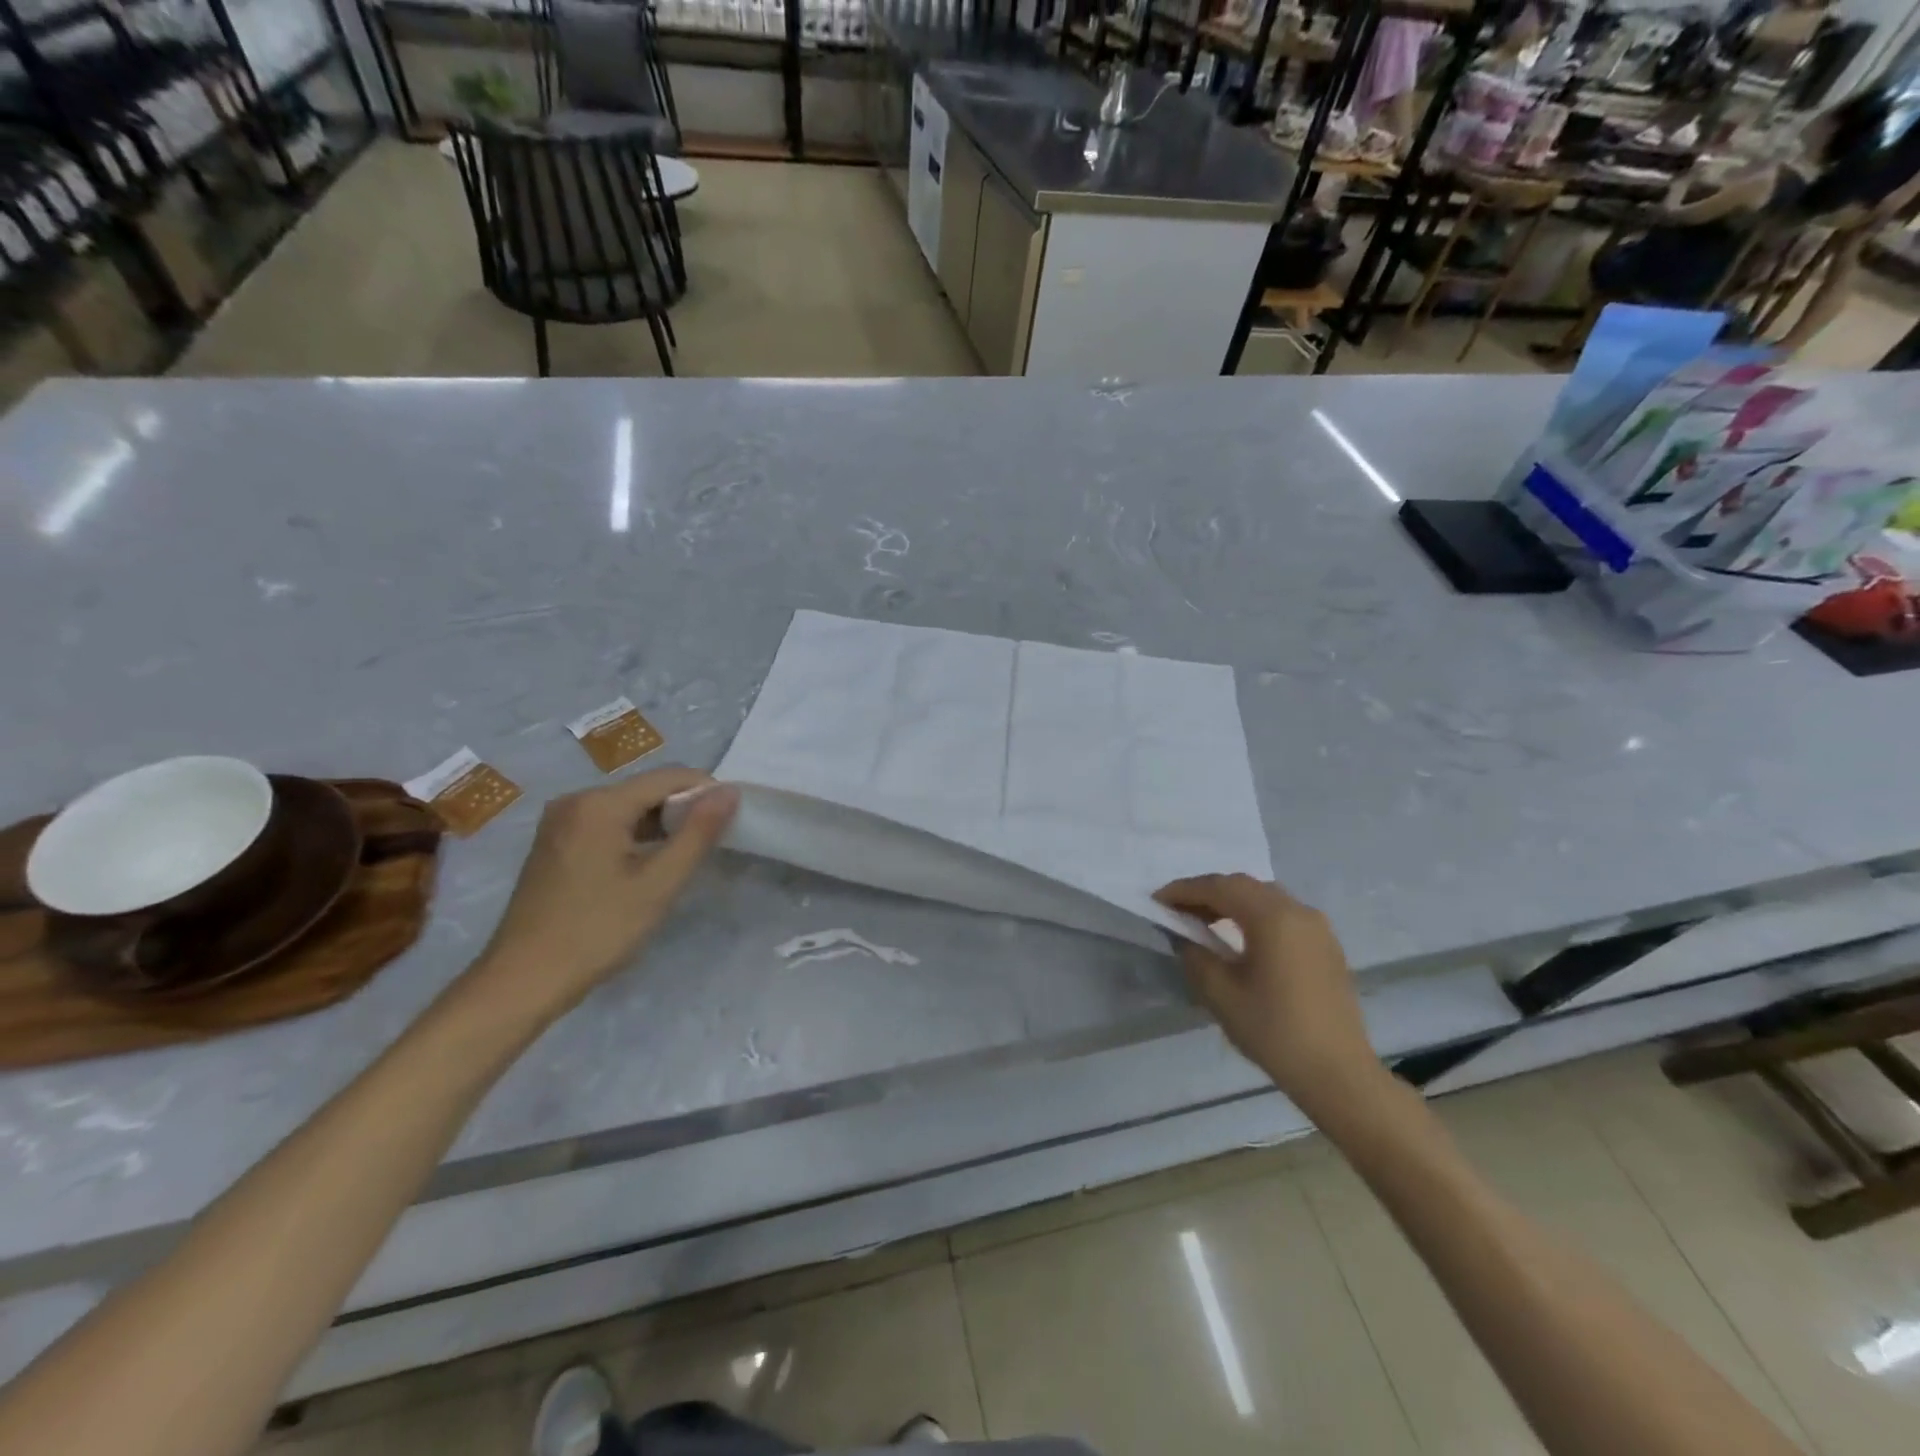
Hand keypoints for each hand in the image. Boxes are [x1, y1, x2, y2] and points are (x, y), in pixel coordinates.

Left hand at [469, 767, 737, 1017]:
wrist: (522, 981)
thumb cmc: (597, 931)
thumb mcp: (659, 884)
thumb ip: (698, 833)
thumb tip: (729, 791)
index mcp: (599, 803)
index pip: (669, 777)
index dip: (706, 792)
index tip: (731, 821)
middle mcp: (576, 800)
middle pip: (646, 789)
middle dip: (683, 810)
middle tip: (710, 845)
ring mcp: (560, 822)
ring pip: (627, 808)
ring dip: (660, 826)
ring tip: (683, 858)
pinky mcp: (554, 843)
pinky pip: (606, 824)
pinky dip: (634, 837)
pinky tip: (647, 867)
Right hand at [1155, 873, 1384, 1115]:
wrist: (1338, 1074)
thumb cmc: (1275, 1031)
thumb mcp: (1220, 994)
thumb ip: (1194, 955)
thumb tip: (1184, 937)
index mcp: (1272, 917)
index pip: (1218, 887)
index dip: (1184, 890)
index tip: (1156, 900)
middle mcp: (1297, 910)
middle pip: (1243, 885)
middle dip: (1206, 892)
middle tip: (1177, 909)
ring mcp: (1317, 927)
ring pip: (1265, 896)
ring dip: (1231, 901)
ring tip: (1204, 921)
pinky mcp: (1325, 945)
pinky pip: (1282, 913)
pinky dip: (1254, 914)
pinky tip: (1239, 936)